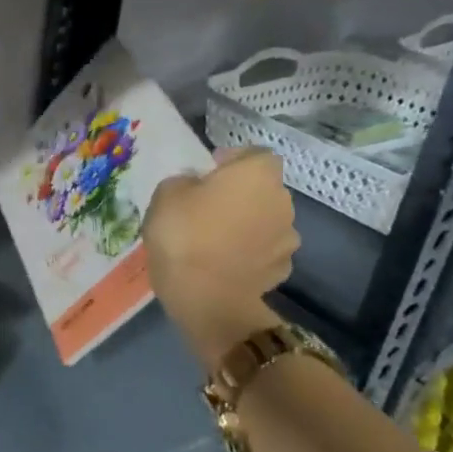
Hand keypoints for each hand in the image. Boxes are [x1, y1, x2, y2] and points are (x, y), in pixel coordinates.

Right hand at [145, 146, 298, 365]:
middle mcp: (282, 200)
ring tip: (214, 238)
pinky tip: (224, 261)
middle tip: (206, 206)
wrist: (207, 297)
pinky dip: (249, 251)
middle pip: (263, 188)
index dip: (234, 160)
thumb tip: (195, 185)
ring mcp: (287, 237)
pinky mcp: (282, 268)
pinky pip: (264, 250)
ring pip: (265, 220)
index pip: (255, 154)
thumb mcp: (165, 195)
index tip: (209, 172)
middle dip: (240, 193)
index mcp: (256, 174)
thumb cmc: (183, 235)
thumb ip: (184, 182)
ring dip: (247, 223)